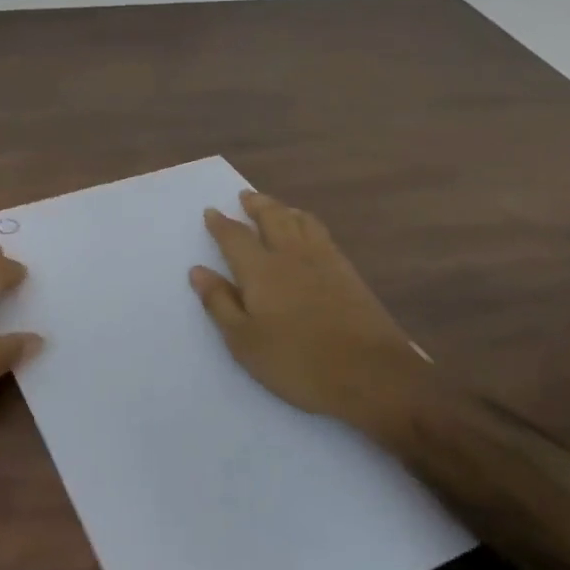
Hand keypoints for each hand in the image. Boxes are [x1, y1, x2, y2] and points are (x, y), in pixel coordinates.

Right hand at [189, 191, 433, 441]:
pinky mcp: (348, 273)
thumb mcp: (244, 340)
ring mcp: (324, 261)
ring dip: (284, 209)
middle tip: (245, 196)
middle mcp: (291, 255)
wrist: (371, 373)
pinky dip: (308, 223)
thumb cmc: (297, 361)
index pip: (235, 237)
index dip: (221, 224)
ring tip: (276, 207)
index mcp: (261, 270)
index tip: (211, 211)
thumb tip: (198, 270)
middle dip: (256, 205)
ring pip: (301, 221)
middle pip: (272, 218)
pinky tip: (309, 232)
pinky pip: (322, 234)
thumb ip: (220, 303)